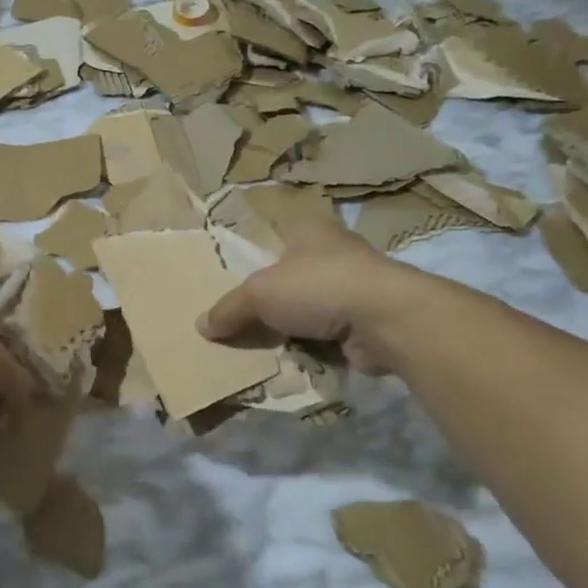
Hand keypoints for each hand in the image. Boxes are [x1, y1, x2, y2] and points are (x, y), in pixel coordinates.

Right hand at [198, 222, 425, 374]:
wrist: (386, 319)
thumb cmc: (317, 286)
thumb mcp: (258, 294)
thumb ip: (229, 309)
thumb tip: (201, 326)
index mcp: (306, 229)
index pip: (270, 237)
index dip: (250, 257)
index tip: (230, 281)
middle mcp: (332, 250)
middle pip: (288, 274)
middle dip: (270, 298)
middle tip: (240, 320)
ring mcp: (354, 285)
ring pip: (309, 306)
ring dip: (292, 325)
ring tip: (263, 344)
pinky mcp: (367, 318)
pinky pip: (328, 332)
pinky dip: (314, 345)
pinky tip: (294, 358)